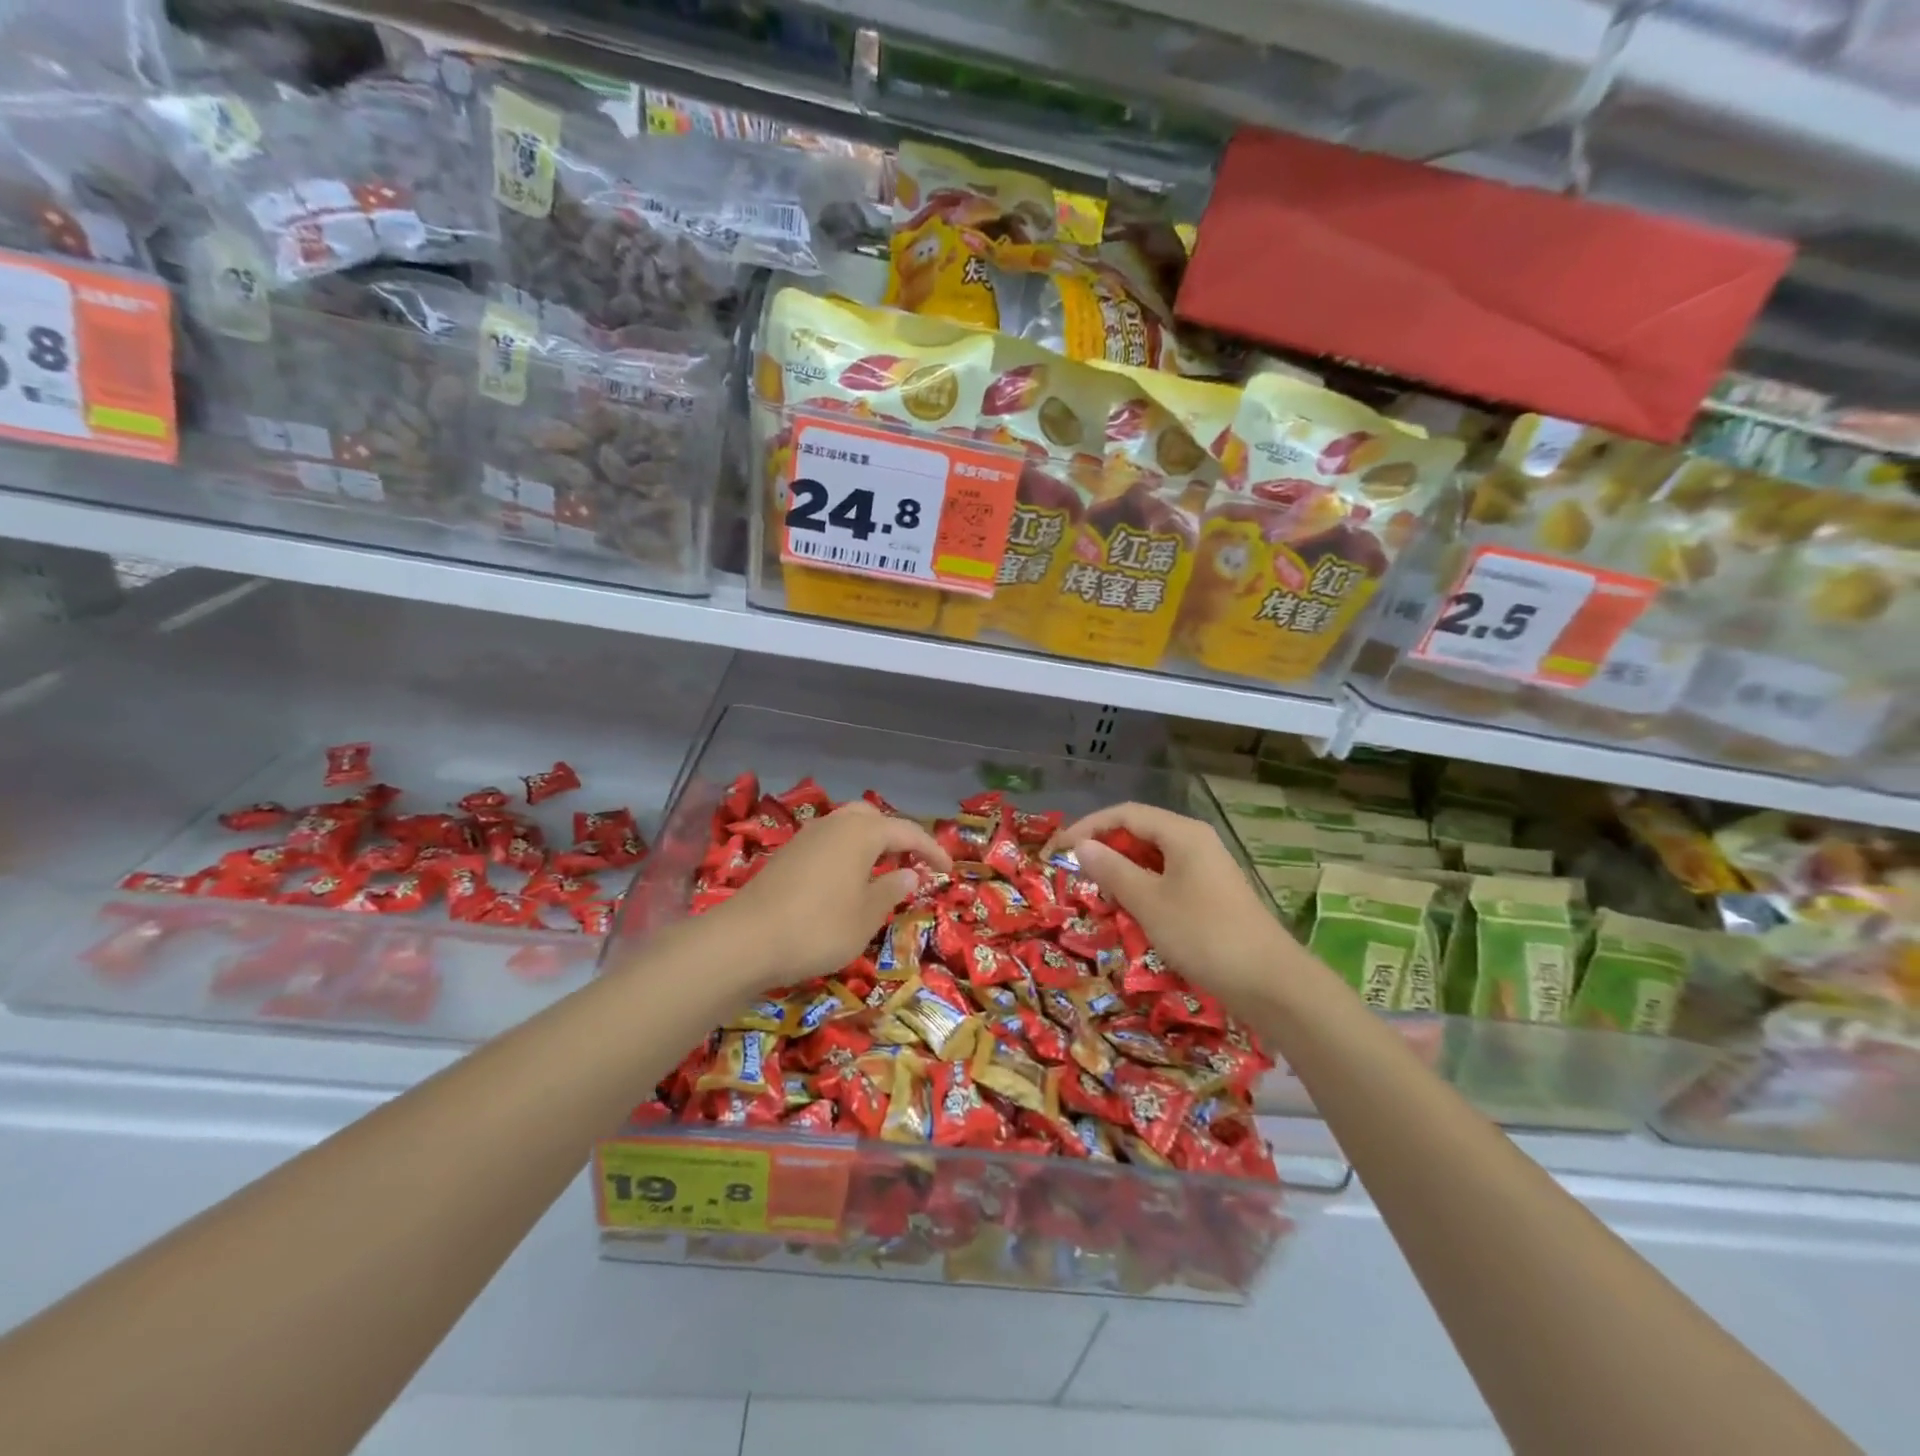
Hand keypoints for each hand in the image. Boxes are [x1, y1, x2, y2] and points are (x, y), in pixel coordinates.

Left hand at [708, 800, 950, 985]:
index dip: (932, 850)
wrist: (746, 940)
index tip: (948, 870)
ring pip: (847, 827)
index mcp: (862, 832)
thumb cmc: (818, 928)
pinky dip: (846, 853)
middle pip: (873, 818)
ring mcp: (807, 837)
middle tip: (911, 862)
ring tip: (881, 872)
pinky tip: (846, 882)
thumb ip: (891, 891)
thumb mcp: (866, 917)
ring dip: (869, 844)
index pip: (907, 832)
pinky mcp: (787, 854)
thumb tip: (909, 874)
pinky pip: (828, 842)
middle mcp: (835, 824)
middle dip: (896, 836)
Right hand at [1049, 802, 1296, 1013]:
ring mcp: (1207, 869)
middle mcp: (1196, 842)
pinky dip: (1143, 890)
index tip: (1057, 850)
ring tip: (1097, 895)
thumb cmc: (1204, 935)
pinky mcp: (1212, 895)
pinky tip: (1131, 913)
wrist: (1271, 983)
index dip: (1087, 827)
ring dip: (1122, 872)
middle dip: (1104, 849)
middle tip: (1074, 875)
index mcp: (1182, 833)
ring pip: (1153, 858)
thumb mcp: (1148, 902)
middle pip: (1140, 832)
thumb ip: (1112, 870)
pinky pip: (1167, 880)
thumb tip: (1081, 846)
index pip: (1124, 814)